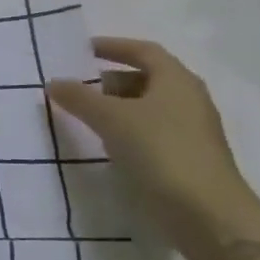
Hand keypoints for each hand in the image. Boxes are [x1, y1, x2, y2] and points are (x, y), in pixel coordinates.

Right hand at [46, 38, 259, 259]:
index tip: (83, 50)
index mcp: (176, 80)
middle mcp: (187, 100)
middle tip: (77, 87)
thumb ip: (80, 98)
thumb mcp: (111, 119)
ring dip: (116, 108)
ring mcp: (189, 131)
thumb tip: (54, 82)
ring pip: (147, 108)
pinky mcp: (184, 158)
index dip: (114, 46)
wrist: (205, 212)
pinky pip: (149, 133)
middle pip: (146, 79)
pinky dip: (125, 131)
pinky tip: (105, 144)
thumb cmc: (160, 150)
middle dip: (110, 80)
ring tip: (84, 117)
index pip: (144, 51)